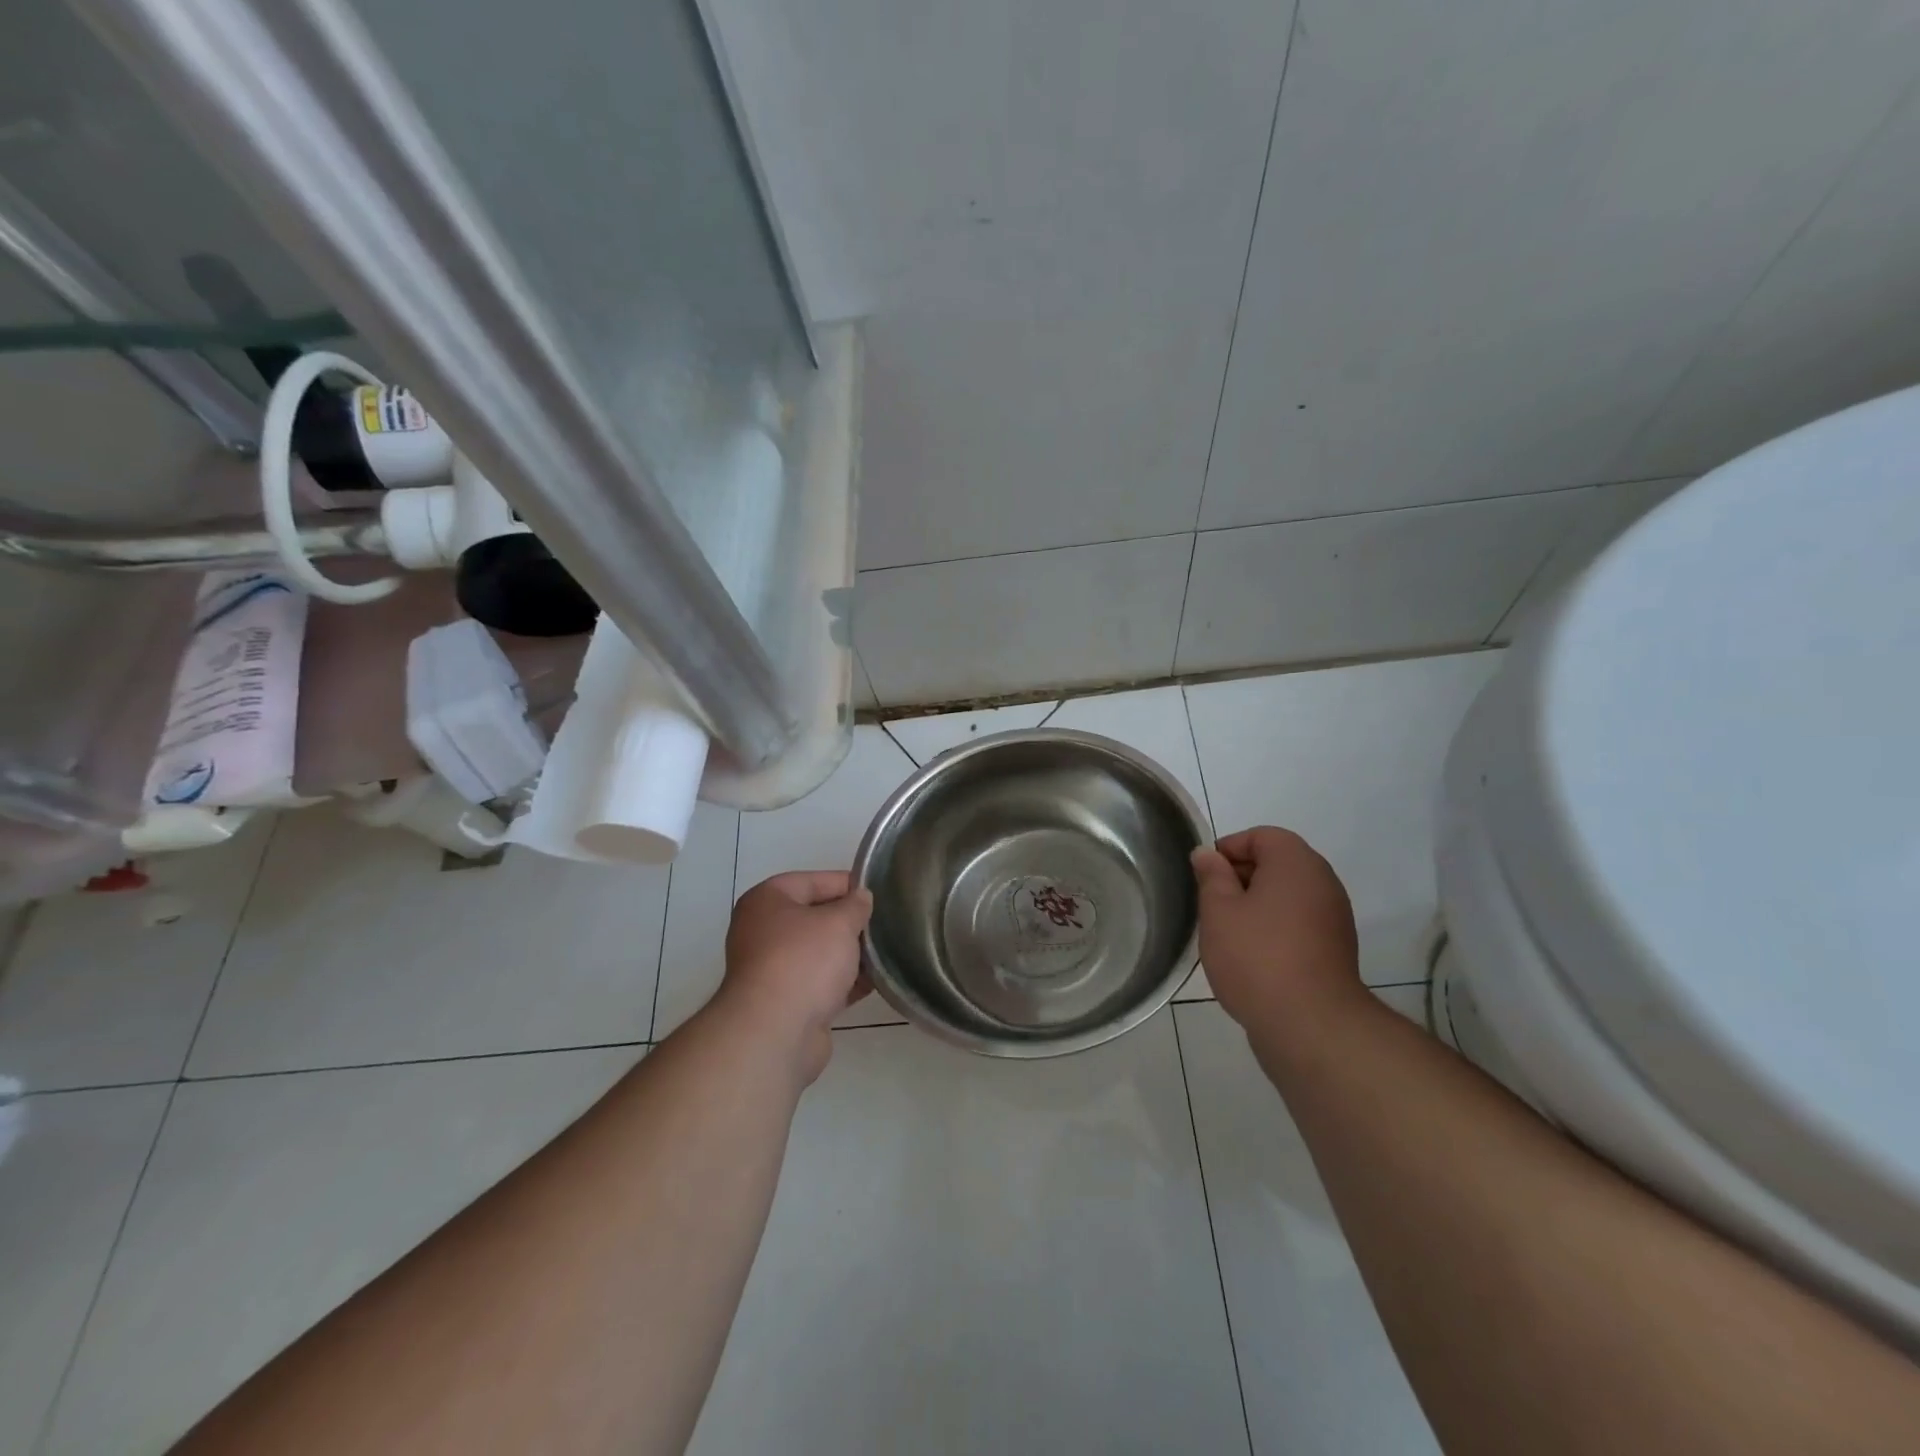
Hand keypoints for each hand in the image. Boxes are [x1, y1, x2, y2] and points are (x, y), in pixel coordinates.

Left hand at [718, 871, 872, 1083]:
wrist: (775, 1032)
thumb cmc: (803, 961)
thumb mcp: (838, 922)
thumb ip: (855, 905)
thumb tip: (861, 898)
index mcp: (766, 901)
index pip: (812, 881)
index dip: (846, 883)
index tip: (878, 891)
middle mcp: (763, 931)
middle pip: (815, 917)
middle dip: (849, 921)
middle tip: (885, 922)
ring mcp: (773, 969)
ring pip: (819, 953)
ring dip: (850, 953)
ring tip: (887, 950)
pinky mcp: (787, 1002)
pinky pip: (821, 983)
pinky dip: (845, 981)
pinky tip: (876, 981)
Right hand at [1190, 827, 1363, 1032]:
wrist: (1311, 1024)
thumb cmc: (1256, 956)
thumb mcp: (1218, 911)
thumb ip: (1211, 876)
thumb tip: (1207, 854)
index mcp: (1296, 863)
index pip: (1261, 836)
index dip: (1228, 849)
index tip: (1204, 875)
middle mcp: (1322, 882)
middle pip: (1277, 863)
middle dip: (1240, 877)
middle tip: (1211, 903)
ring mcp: (1334, 917)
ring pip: (1287, 895)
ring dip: (1256, 905)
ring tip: (1228, 932)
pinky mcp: (1335, 949)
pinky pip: (1299, 922)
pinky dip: (1275, 928)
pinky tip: (1252, 955)